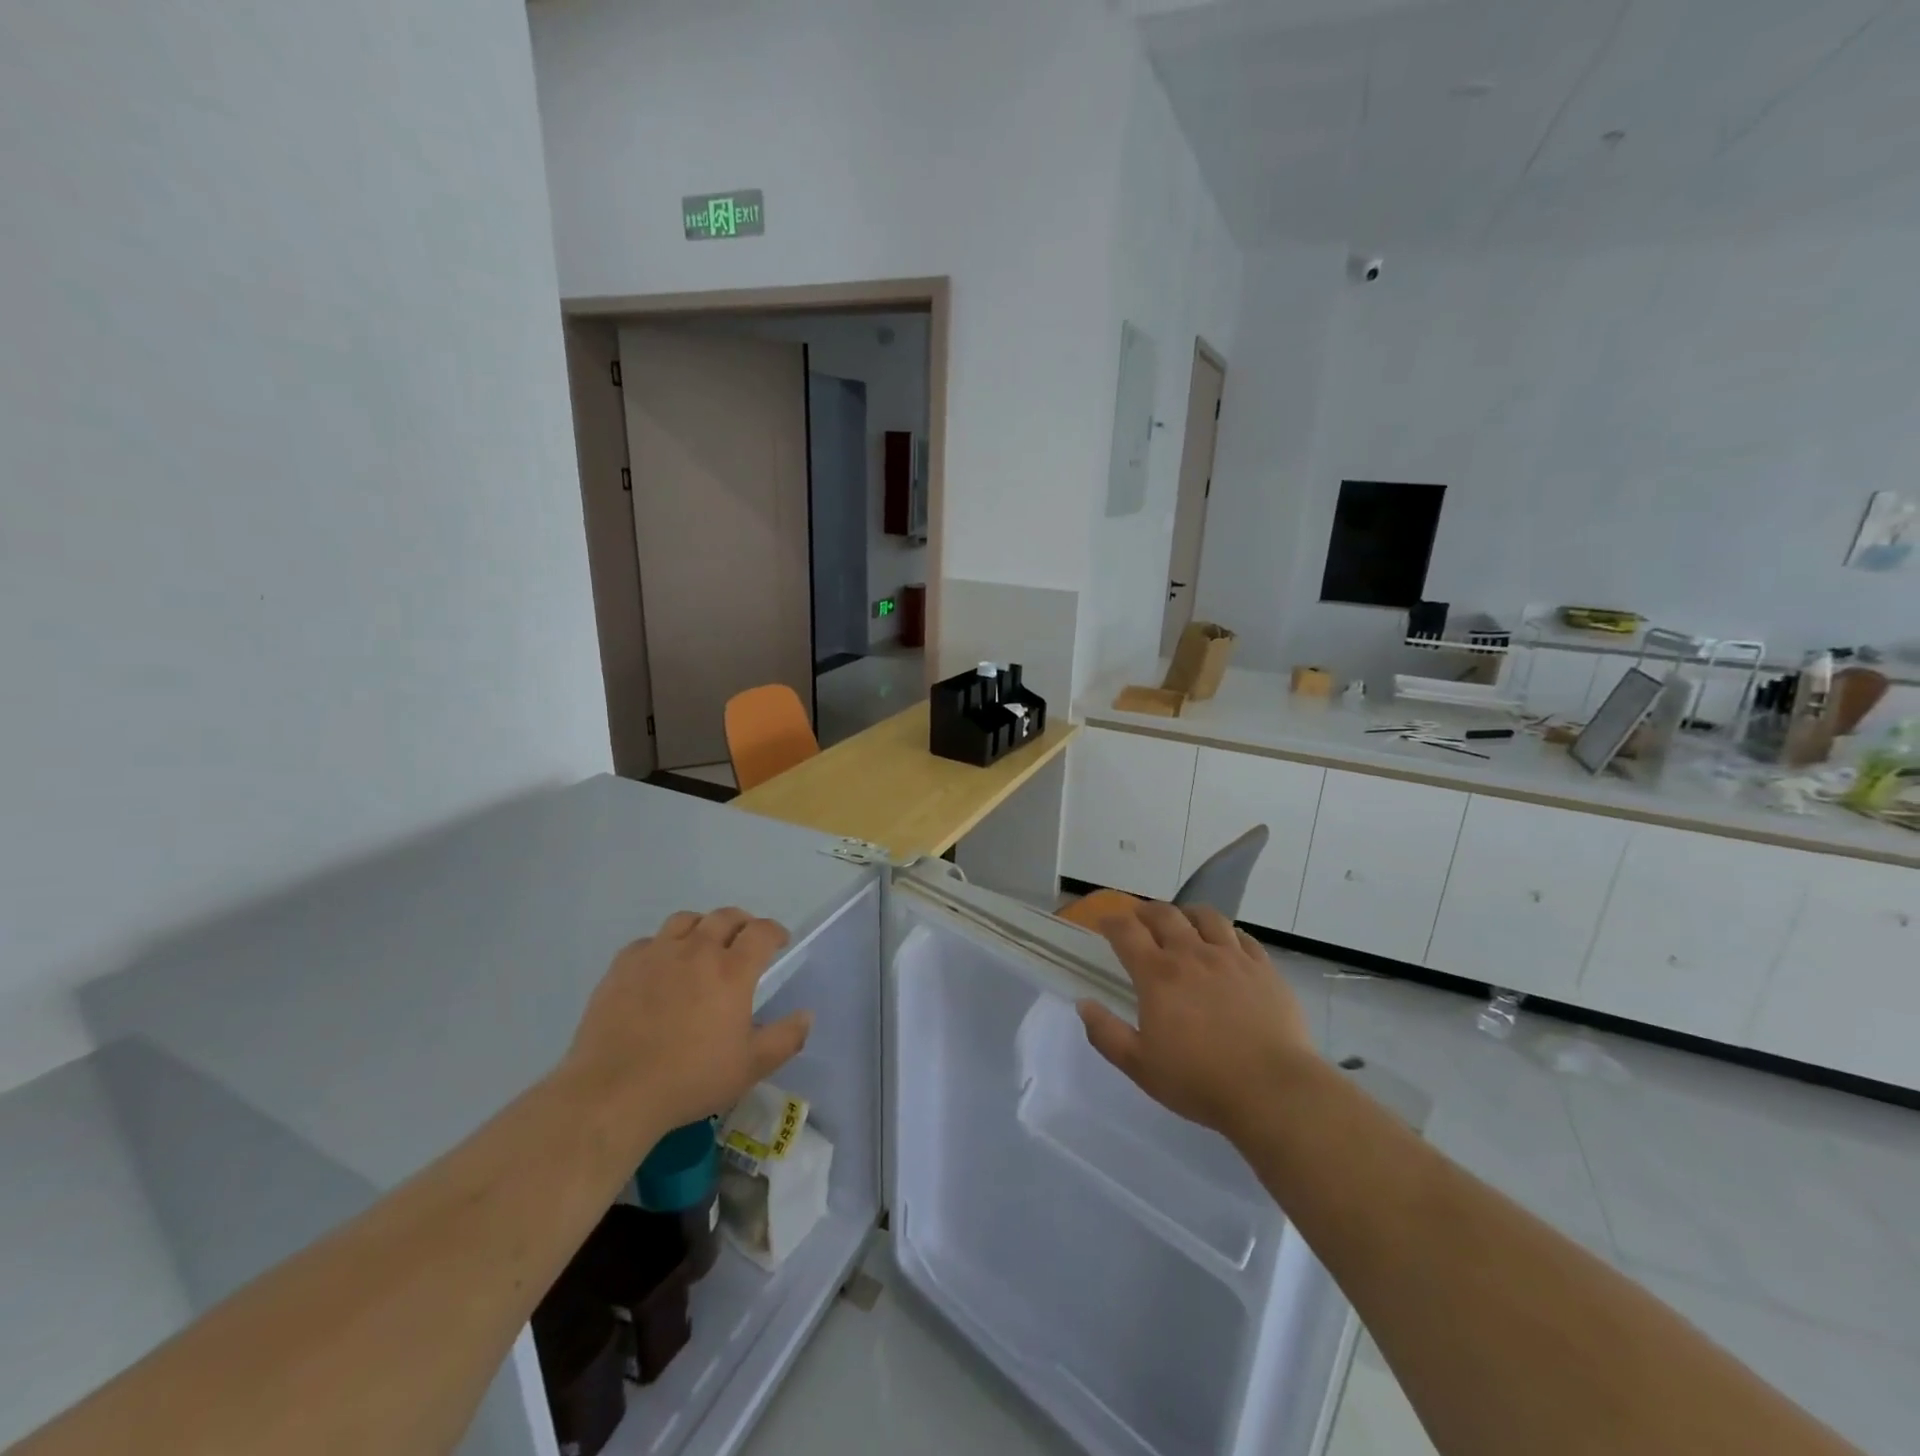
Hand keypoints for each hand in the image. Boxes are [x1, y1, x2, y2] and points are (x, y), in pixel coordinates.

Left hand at [561, 908, 811, 1140]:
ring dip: (703, 927)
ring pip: (686, 920)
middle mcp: (697, 950)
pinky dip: (663, 947)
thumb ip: (786, 1038)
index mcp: (732, 970)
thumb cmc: (690, 1079)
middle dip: (742, 924)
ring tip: (703, 946)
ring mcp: (657, 954)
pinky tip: (660, 968)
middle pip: (725, 917)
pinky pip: (649, 941)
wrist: (614, 1092)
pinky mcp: (623, 965)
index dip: (775, 931)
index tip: (779, 943)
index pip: (761, 931)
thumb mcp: (750, 1067)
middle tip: (744, 942)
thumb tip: (806, 1014)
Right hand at [1077, 902, 1312, 1141]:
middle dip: (1146, 911)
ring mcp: (1231, 958)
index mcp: (1158, 975)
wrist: (1273, 1090)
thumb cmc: (1199, 1081)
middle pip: (1165, 914)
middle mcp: (1192, 955)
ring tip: (1183, 921)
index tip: (1105, 923)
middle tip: (1139, 918)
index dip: (1112, 922)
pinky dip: (1226, 933)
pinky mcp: (1264, 969)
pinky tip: (1226, 943)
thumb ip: (1106, 1033)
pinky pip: (1242, 937)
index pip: (1127, 932)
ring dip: (1187, 913)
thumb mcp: (1140, 1066)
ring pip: (1206, 917)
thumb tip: (1083, 1004)